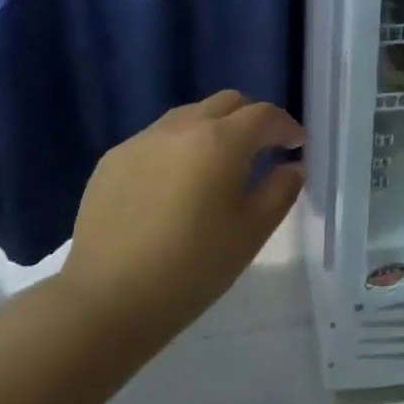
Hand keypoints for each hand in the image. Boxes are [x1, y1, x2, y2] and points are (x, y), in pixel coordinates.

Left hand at [58, 91, 304, 355]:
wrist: (106, 300)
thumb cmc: (192, 269)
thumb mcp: (251, 233)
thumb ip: (280, 191)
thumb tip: (292, 167)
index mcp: (222, 140)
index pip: (265, 115)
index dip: (286, 127)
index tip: (296, 146)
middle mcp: (182, 126)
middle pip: (227, 103)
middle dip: (251, 119)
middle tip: (262, 150)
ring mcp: (142, 139)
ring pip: (190, 116)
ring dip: (213, 129)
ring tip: (217, 166)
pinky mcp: (113, 159)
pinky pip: (157, 139)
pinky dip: (178, 148)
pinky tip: (174, 186)